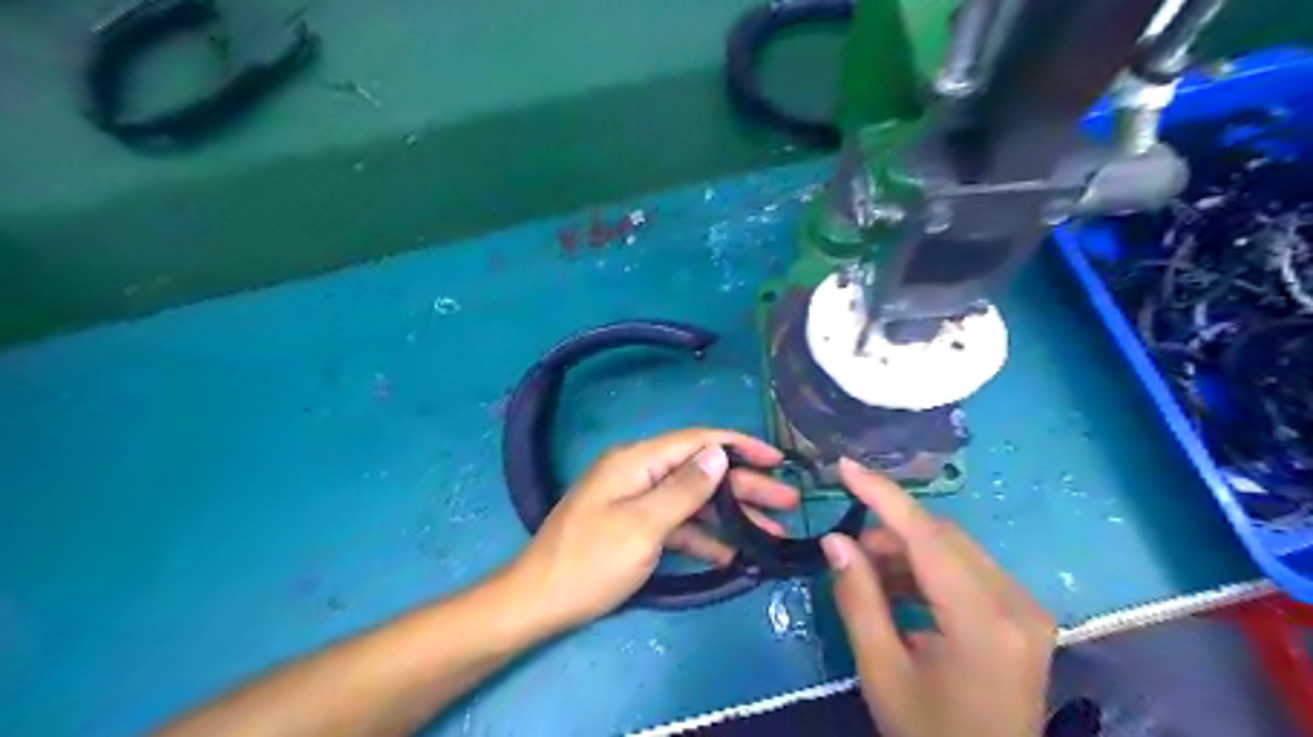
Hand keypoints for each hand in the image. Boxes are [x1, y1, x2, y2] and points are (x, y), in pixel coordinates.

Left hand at [503, 428, 794, 630]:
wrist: (538, 602)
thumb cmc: (590, 562)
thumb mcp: (643, 526)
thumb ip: (684, 489)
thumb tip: (718, 455)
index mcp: (637, 462)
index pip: (697, 441)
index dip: (739, 446)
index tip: (776, 459)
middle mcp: (638, 473)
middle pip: (700, 471)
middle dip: (744, 485)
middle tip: (787, 502)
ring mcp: (636, 501)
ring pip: (694, 500)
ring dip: (730, 514)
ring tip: (772, 531)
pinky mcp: (635, 527)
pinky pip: (677, 524)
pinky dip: (704, 536)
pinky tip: (734, 552)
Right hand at [818, 460, 1052, 735]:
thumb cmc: (930, 734)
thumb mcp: (882, 671)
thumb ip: (858, 598)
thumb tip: (834, 540)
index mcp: (985, 622)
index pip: (928, 537)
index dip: (883, 495)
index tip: (845, 466)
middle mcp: (1016, 603)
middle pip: (943, 537)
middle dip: (890, 531)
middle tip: (848, 551)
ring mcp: (1026, 608)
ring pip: (954, 549)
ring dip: (906, 551)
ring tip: (870, 577)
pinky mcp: (1022, 615)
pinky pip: (966, 569)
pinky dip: (927, 570)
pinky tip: (899, 590)